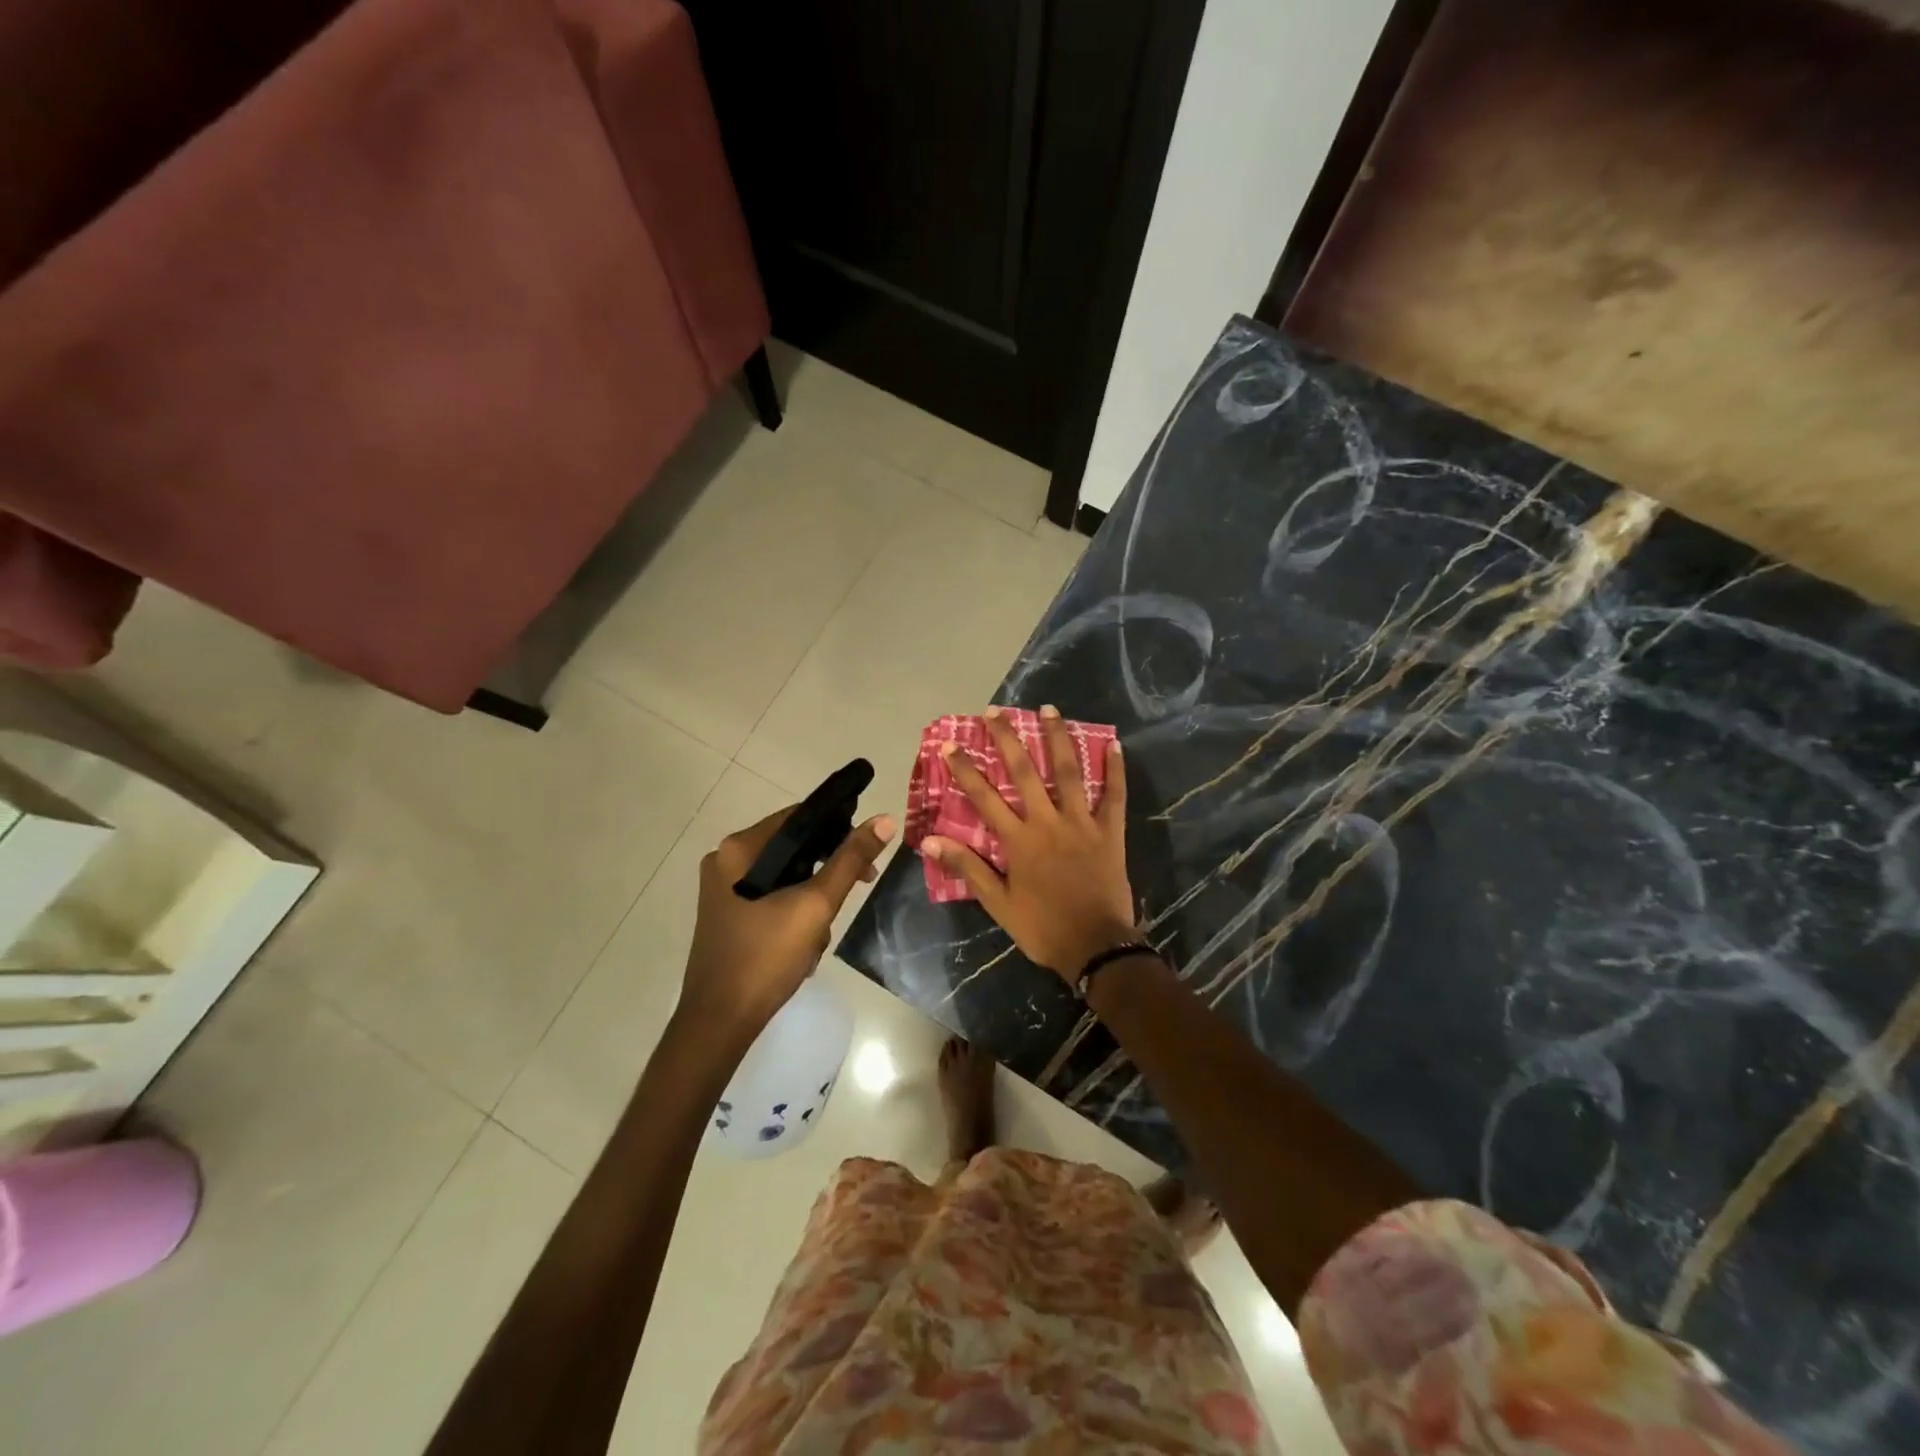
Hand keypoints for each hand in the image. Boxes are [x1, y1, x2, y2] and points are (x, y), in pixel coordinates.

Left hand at [680, 806, 894, 1036]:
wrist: (720, 1023)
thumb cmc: (765, 957)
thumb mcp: (815, 905)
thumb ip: (850, 860)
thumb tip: (883, 820)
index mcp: (738, 849)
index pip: (798, 817)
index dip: (838, 828)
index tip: (867, 853)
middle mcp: (726, 862)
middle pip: (793, 848)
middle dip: (827, 873)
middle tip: (859, 887)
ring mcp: (724, 891)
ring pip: (787, 877)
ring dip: (812, 902)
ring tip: (819, 936)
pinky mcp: (729, 917)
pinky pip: (772, 899)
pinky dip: (794, 916)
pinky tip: (803, 947)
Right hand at [921, 705, 1135, 983]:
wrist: (1096, 946)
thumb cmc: (1043, 927)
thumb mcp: (998, 903)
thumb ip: (967, 867)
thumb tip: (929, 841)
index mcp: (1018, 840)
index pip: (984, 798)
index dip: (965, 770)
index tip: (951, 745)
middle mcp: (1048, 822)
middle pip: (1024, 773)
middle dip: (1007, 739)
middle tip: (994, 712)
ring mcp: (1082, 823)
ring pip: (1069, 772)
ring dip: (1057, 738)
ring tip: (1049, 709)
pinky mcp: (1110, 832)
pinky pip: (1114, 795)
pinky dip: (1114, 769)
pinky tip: (1114, 744)